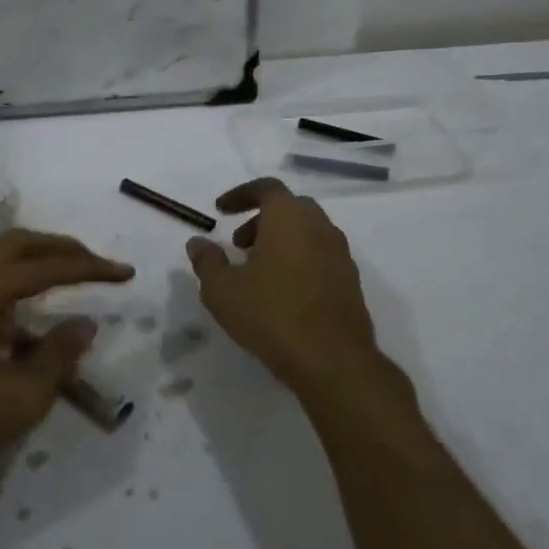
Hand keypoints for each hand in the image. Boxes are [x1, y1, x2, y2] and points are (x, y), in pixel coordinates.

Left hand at [0, 230, 133, 502]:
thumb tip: (86, 323)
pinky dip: (6, 276)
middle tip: (94, 263)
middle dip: (60, 249)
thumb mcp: (18, 397)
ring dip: (30, 257)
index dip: (91, 269)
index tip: (125, 273)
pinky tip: (18, 310)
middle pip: (17, 244)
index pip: (48, 267)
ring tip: (61, 274)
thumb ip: (57, 356)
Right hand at [186, 178, 412, 417]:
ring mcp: (340, 254)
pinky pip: (320, 256)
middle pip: (289, 208)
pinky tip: (283, 293)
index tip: (221, 210)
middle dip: (261, 219)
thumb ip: (207, 261)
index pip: (266, 188)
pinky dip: (299, 260)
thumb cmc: (271, 314)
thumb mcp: (222, 290)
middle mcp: (319, 227)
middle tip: (239, 245)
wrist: (333, 359)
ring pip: (307, 232)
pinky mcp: (350, 281)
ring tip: (257, 272)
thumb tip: (198, 242)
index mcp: (289, 218)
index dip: (241, 194)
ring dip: (281, 241)